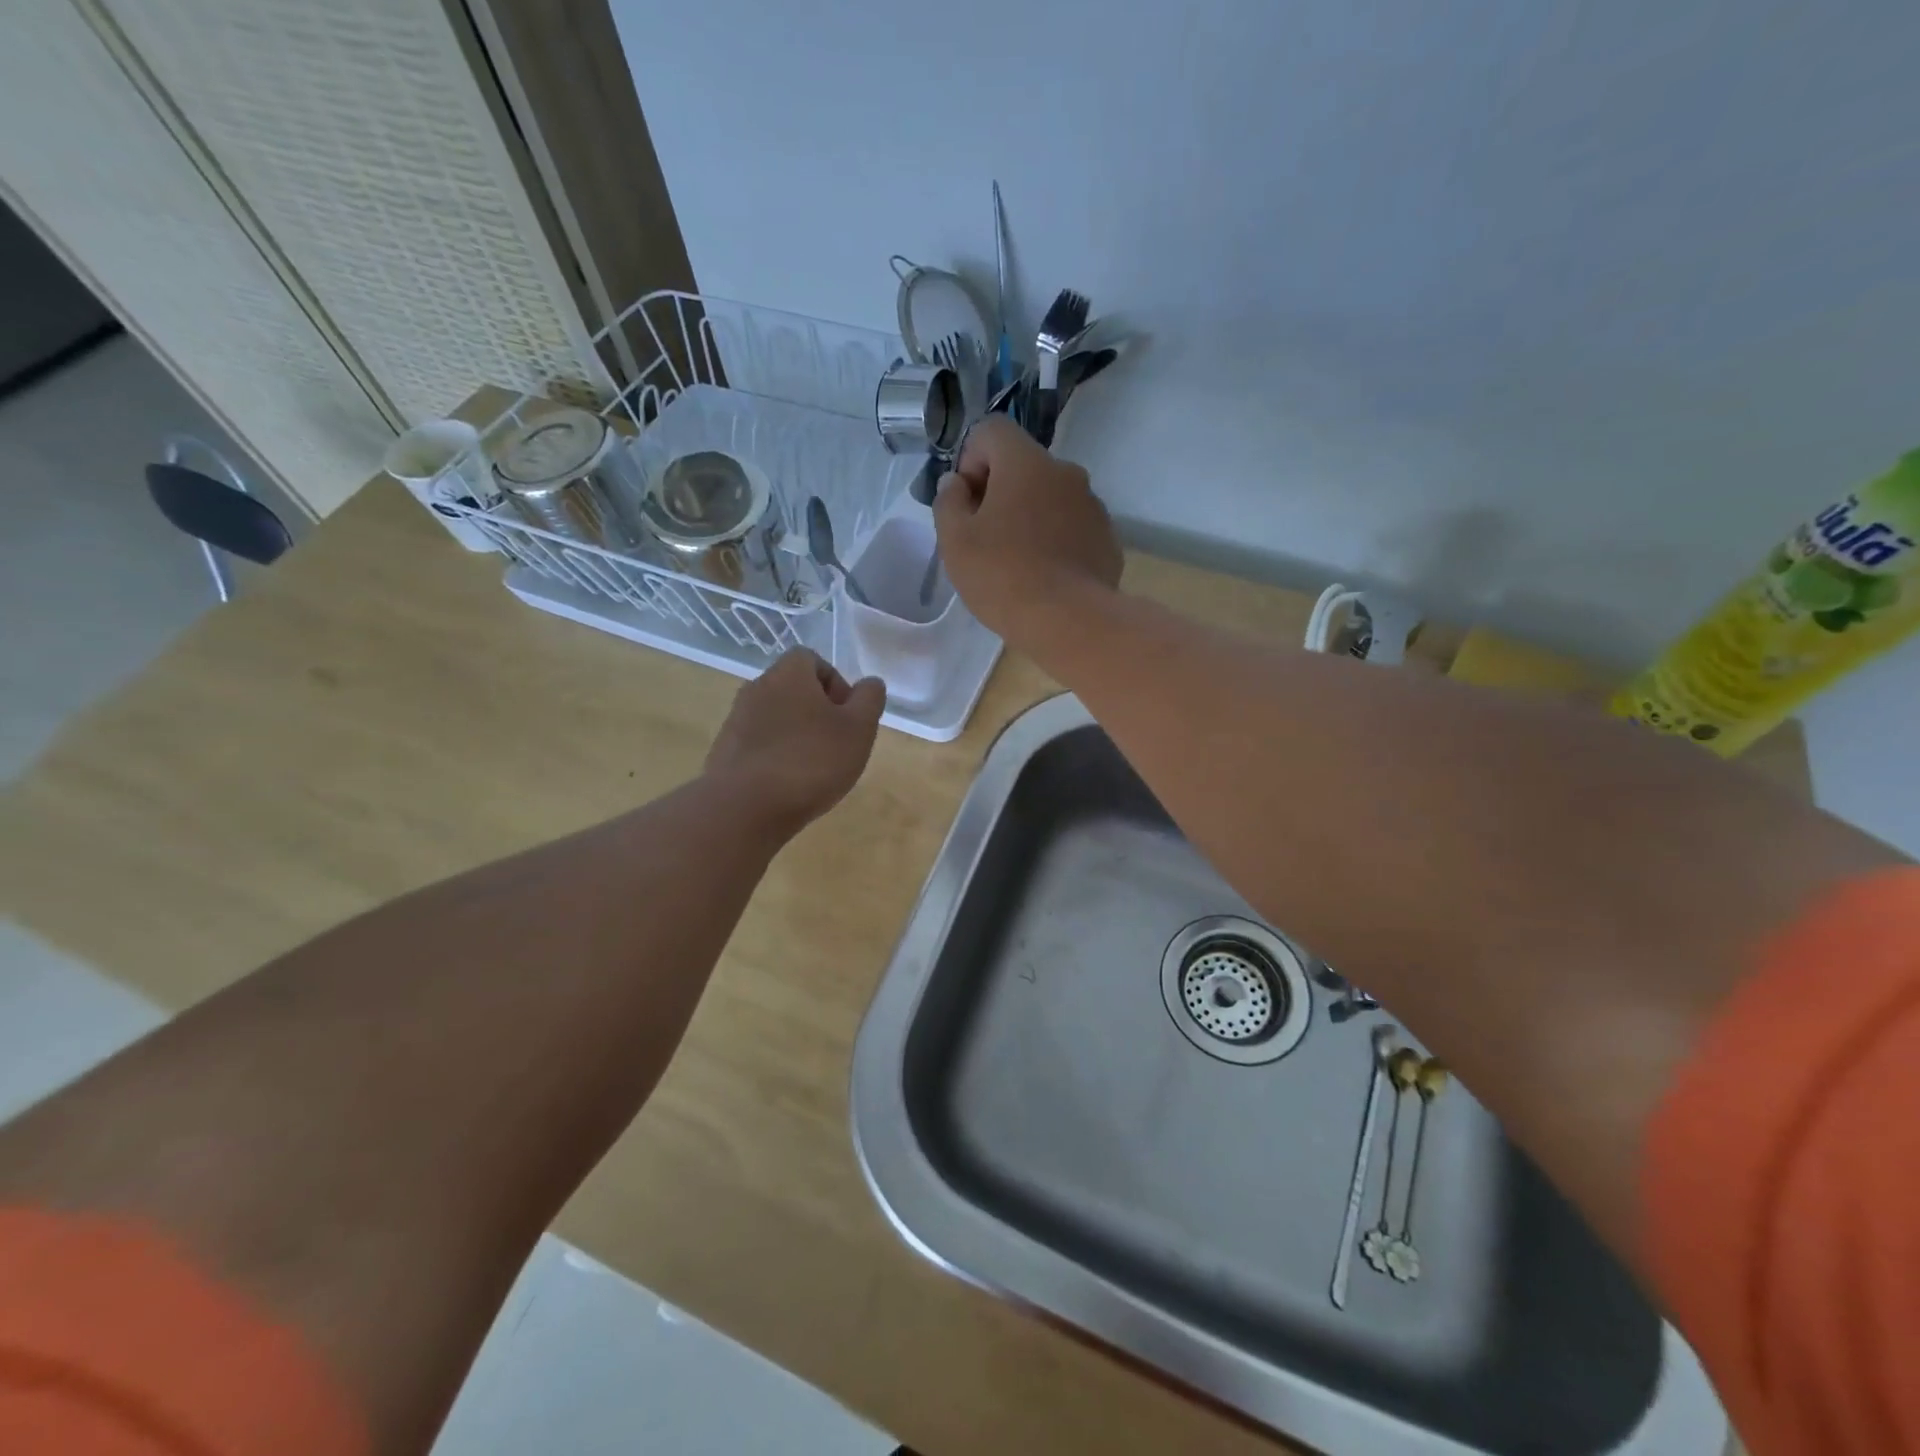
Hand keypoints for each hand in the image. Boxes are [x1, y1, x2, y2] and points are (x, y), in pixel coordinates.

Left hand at [705, 649, 884, 836]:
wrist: (745, 807)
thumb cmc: (811, 761)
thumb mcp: (858, 729)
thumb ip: (869, 699)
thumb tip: (870, 683)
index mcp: (789, 674)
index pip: (812, 660)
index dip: (836, 684)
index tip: (848, 716)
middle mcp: (757, 688)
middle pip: (793, 689)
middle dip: (818, 712)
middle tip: (837, 744)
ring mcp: (736, 720)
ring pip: (776, 718)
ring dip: (797, 735)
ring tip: (814, 769)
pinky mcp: (725, 751)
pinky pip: (759, 744)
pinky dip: (776, 756)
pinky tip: (788, 784)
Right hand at [932, 416, 1122, 642]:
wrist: (1069, 621)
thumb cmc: (1003, 576)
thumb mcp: (955, 541)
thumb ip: (948, 502)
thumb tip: (957, 483)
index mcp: (1026, 462)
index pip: (992, 431)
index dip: (971, 460)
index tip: (966, 502)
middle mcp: (1066, 472)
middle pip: (1024, 465)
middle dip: (1000, 491)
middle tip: (986, 537)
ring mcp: (1093, 505)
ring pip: (1051, 498)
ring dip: (1031, 516)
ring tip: (1018, 562)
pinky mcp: (1107, 538)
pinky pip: (1073, 527)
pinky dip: (1056, 540)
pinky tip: (1046, 577)